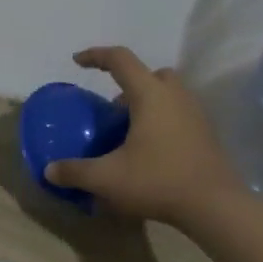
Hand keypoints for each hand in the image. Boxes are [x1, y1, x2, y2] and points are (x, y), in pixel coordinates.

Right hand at [44, 46, 247, 226]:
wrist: (214, 205)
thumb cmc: (158, 180)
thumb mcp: (107, 178)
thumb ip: (75, 171)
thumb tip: (49, 170)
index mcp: (150, 95)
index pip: (121, 60)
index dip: (96, 56)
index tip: (77, 61)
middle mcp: (176, 96)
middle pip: (151, 74)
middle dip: (128, 83)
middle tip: (112, 109)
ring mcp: (196, 114)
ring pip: (168, 94)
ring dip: (147, 103)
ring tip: (128, 132)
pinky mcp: (206, 134)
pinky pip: (179, 113)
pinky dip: (161, 120)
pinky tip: (149, 150)